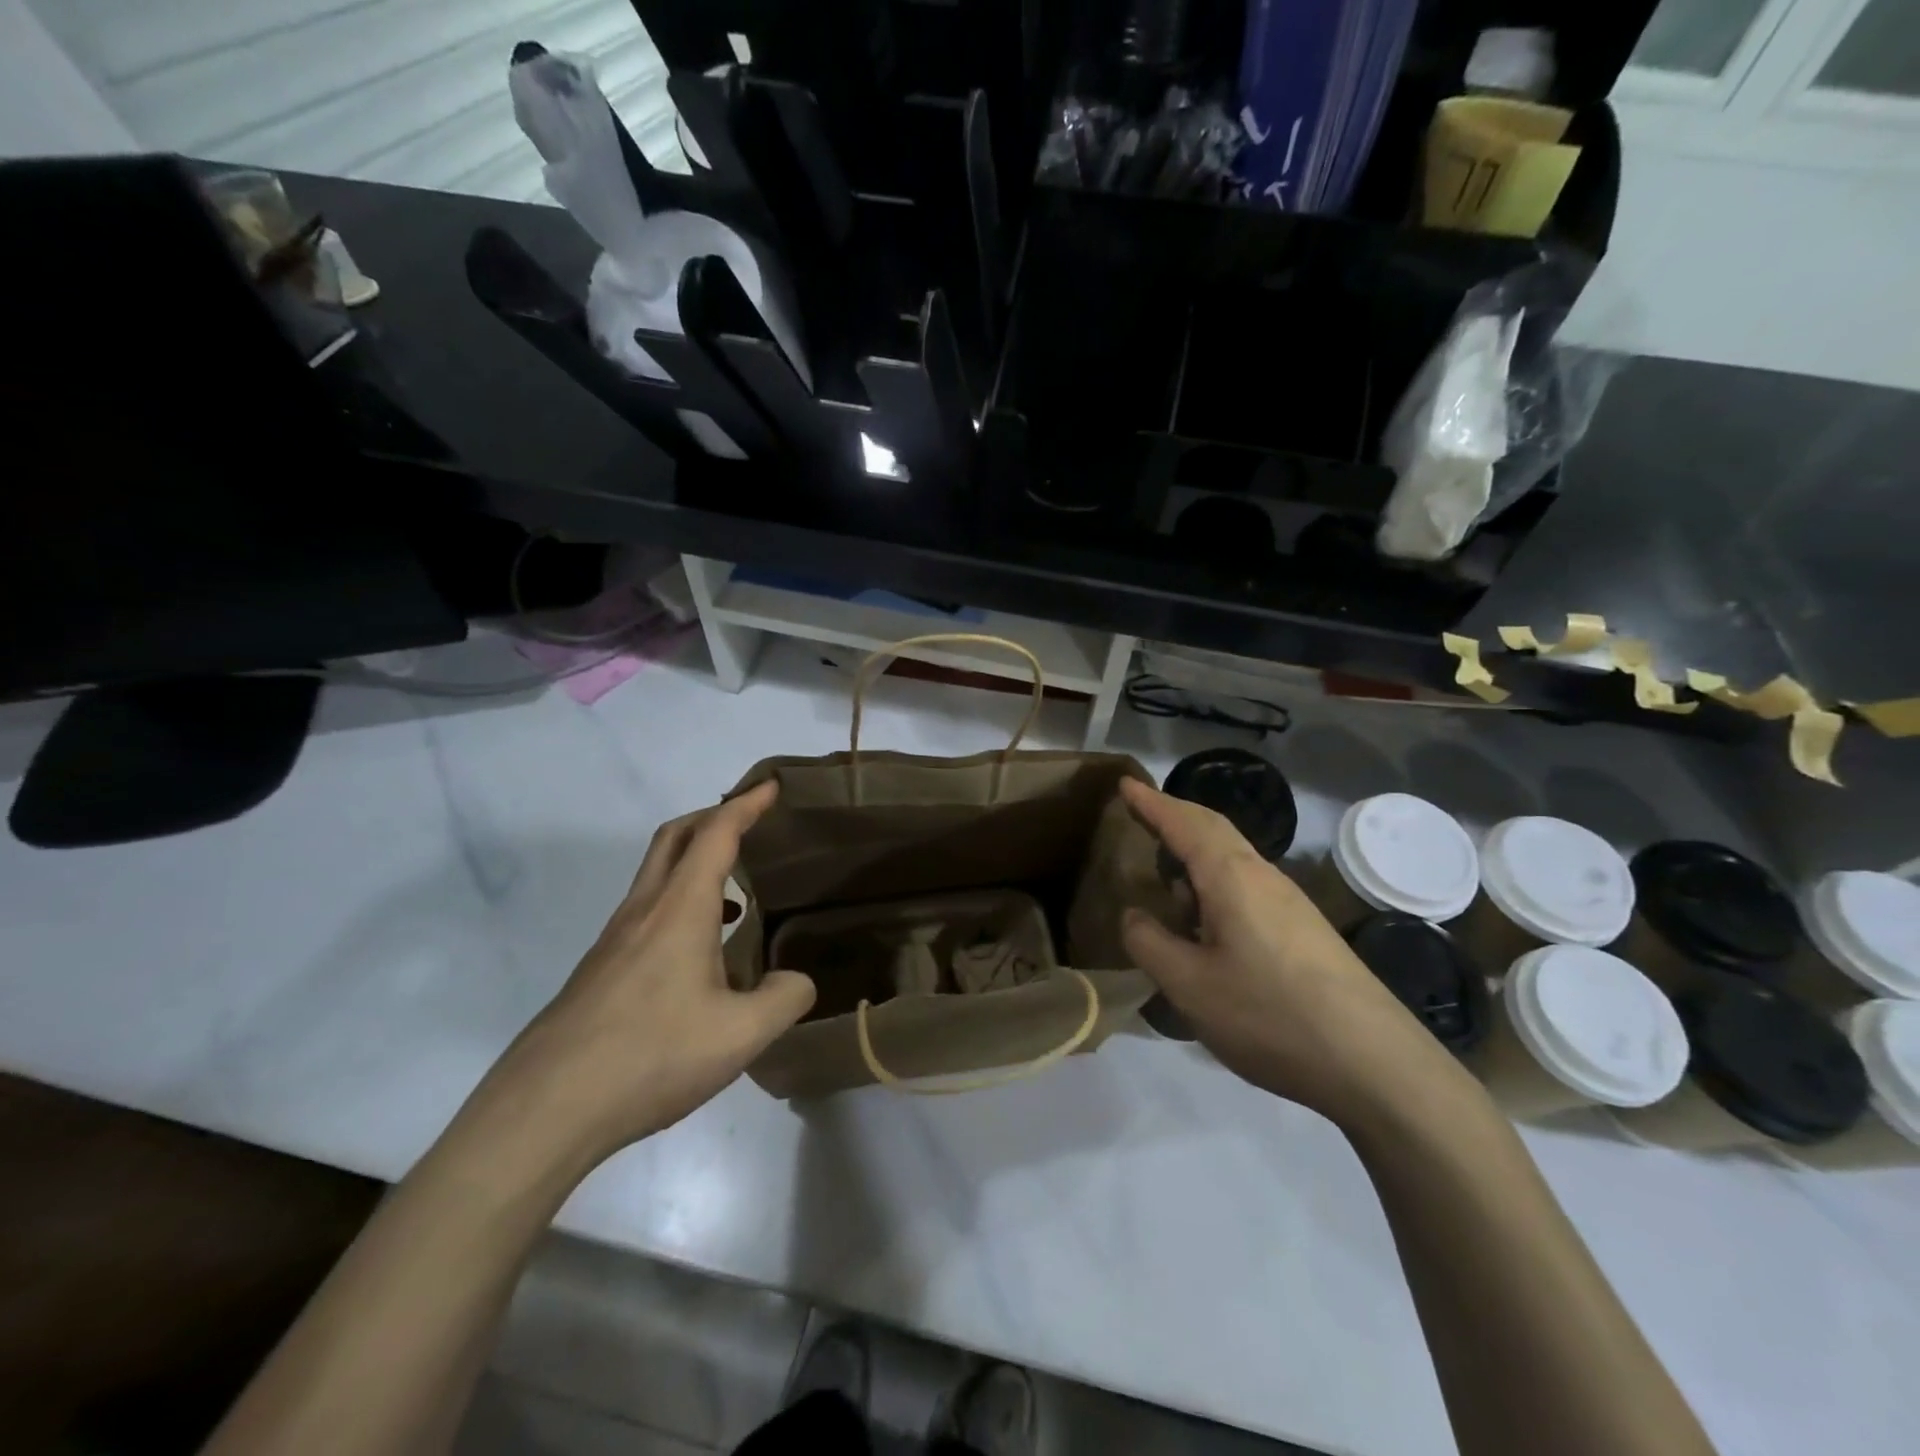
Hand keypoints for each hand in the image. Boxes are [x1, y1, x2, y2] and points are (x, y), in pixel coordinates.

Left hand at [493, 782, 814, 1161]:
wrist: (544, 1109)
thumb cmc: (650, 1056)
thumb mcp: (740, 1035)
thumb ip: (784, 999)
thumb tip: (797, 981)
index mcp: (679, 909)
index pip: (716, 835)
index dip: (746, 805)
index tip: (770, 786)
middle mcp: (643, 911)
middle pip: (674, 838)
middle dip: (712, 817)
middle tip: (748, 823)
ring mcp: (614, 941)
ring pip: (656, 877)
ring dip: (695, 864)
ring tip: (734, 893)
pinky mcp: (599, 972)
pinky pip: (646, 914)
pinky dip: (679, 905)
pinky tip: (698, 955)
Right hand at [1119, 779, 1458, 1121]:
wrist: (1374, 1063)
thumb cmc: (1268, 1014)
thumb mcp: (1188, 985)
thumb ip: (1149, 943)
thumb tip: (1135, 915)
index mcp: (1231, 876)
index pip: (1184, 823)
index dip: (1152, 803)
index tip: (1125, 783)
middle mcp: (1263, 876)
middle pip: (1214, 829)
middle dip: (1176, 816)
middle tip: (1142, 813)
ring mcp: (1290, 903)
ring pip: (1234, 859)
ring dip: (1197, 854)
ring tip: (1167, 875)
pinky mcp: (1305, 931)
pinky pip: (1248, 887)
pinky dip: (1216, 884)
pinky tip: (1208, 922)